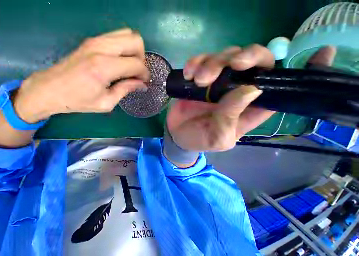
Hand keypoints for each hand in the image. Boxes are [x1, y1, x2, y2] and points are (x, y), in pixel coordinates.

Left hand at [13, 28, 149, 122]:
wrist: (50, 89)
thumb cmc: (78, 101)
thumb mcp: (105, 102)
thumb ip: (125, 90)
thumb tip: (141, 84)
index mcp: (104, 67)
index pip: (136, 63)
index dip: (144, 73)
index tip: (145, 82)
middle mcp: (102, 48)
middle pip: (135, 40)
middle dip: (142, 58)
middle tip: (137, 73)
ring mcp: (95, 40)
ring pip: (127, 33)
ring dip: (134, 50)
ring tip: (129, 67)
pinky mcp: (91, 40)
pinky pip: (116, 36)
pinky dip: (124, 47)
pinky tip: (120, 61)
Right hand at [166, 45, 336, 151]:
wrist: (177, 135)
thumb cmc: (199, 140)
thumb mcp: (218, 137)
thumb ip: (232, 117)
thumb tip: (251, 89)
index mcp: (251, 106)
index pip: (281, 84)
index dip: (303, 69)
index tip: (323, 52)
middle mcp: (238, 89)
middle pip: (253, 60)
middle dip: (243, 57)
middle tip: (229, 66)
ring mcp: (217, 82)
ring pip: (225, 56)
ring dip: (212, 62)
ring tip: (198, 79)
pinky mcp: (198, 80)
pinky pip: (200, 62)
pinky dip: (195, 63)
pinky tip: (189, 73)